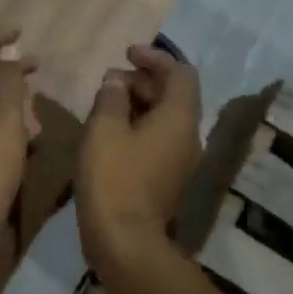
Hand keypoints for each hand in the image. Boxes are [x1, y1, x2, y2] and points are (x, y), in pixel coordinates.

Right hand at [77, 44, 199, 278]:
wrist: (124, 240)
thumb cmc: (113, 178)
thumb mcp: (103, 129)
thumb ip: (111, 97)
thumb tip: (117, 81)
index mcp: (179, 118)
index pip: (180, 73)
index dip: (155, 58)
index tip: (126, 53)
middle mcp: (189, 136)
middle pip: (175, 96)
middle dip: (144, 81)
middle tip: (110, 81)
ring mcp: (181, 162)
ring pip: (166, 120)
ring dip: (140, 105)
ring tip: (107, 105)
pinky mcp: (168, 181)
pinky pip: (159, 142)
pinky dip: (139, 128)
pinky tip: (111, 135)